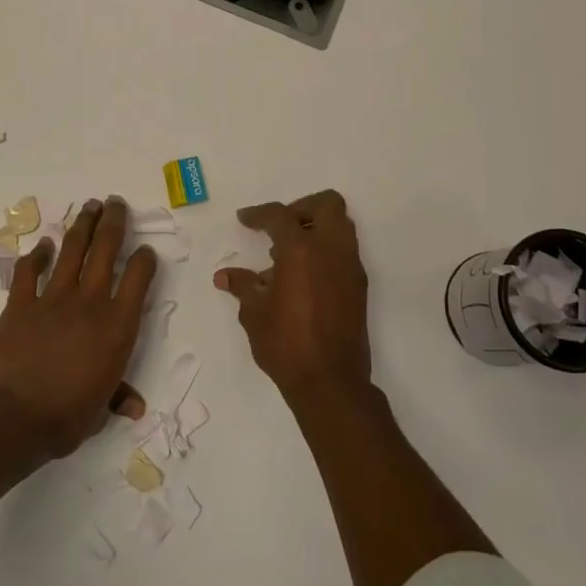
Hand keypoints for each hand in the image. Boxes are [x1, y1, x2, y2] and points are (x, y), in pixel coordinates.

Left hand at [0, 196, 155, 457]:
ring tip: (90, 206)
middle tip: (115, 202)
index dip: (144, 260)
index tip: (146, 250)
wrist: (14, 417)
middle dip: (113, 223)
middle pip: (105, 251)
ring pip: (71, 251)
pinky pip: (29, 272)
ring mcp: (52, 299)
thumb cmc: (67, 417)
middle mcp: (89, 303)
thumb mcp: (100, 410)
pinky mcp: (20, 305)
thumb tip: (134, 407)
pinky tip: (43, 245)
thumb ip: (117, 397)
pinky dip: (37, 256)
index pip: (138, 279)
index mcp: (117, 327)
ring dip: (82, 226)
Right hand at [215, 190, 370, 405]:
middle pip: (326, 204)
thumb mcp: (254, 313)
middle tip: (279, 227)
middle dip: (301, 207)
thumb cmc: (285, 344)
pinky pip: (344, 251)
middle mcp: (331, 249)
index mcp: (301, 250)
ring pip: (341, 225)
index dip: (258, 214)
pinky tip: (302, 277)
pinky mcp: (359, 285)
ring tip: (288, 254)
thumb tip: (225, 276)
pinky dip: (325, 251)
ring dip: (316, 228)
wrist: (330, 381)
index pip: (280, 215)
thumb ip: (242, 286)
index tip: (245, 219)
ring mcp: (350, 267)